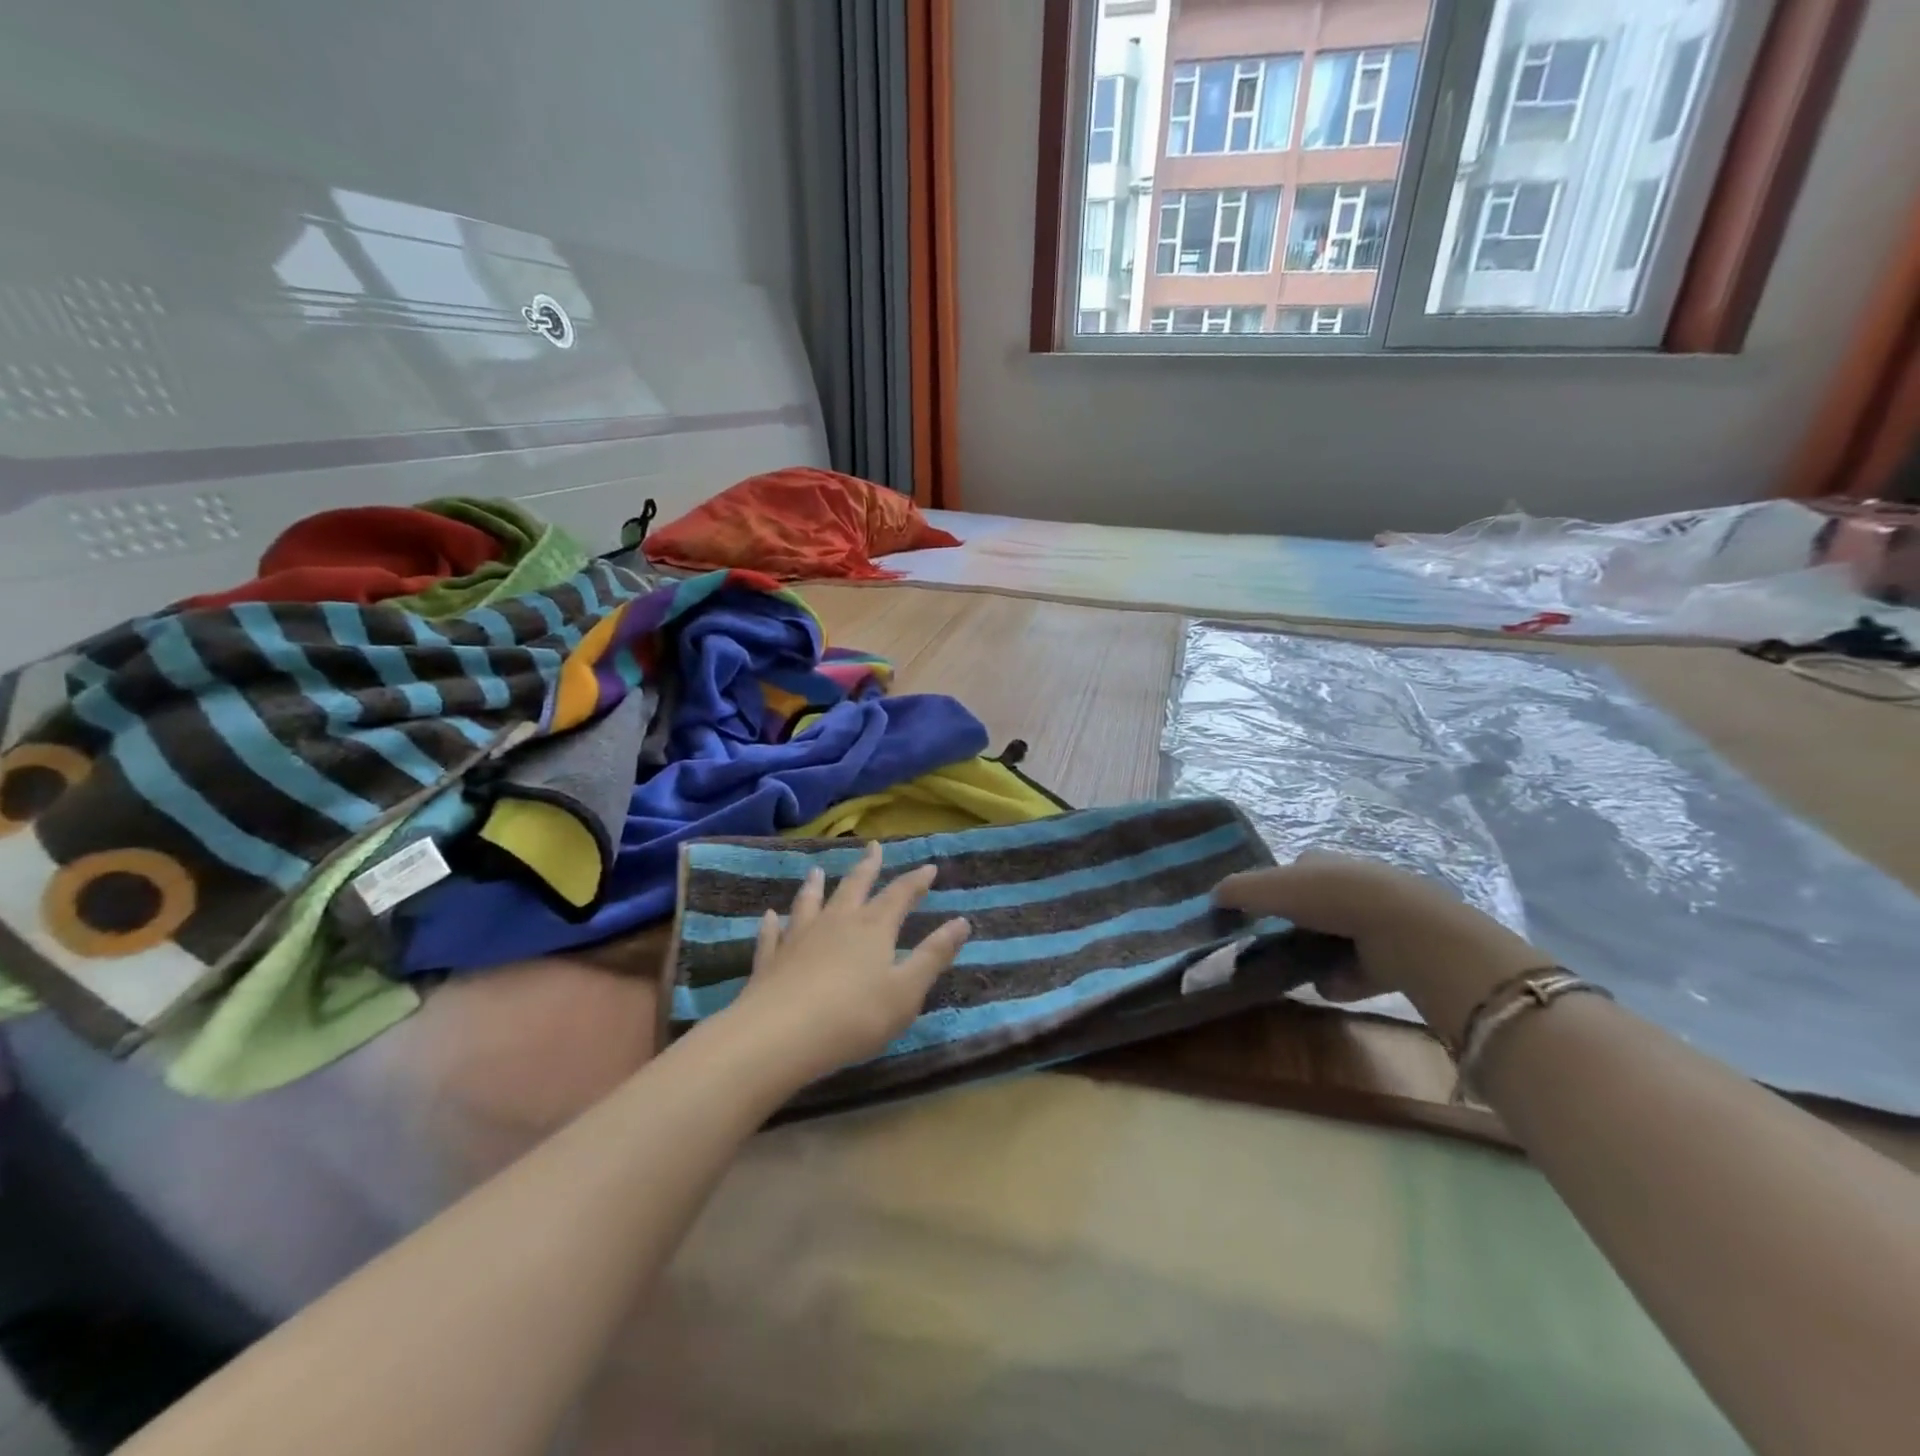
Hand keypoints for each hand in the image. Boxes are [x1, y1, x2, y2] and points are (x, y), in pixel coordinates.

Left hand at [720, 843, 970, 1087]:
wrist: (780, 1035)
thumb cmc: (855, 1016)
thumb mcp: (907, 991)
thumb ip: (933, 955)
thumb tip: (962, 922)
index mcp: (873, 928)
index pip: (899, 895)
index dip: (916, 881)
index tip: (929, 866)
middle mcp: (837, 922)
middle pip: (854, 886)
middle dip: (868, 866)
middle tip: (872, 846)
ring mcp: (799, 937)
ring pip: (810, 902)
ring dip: (816, 886)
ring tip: (817, 871)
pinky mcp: (770, 959)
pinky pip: (772, 934)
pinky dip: (772, 923)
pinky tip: (769, 916)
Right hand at [1214, 852, 1545, 1043]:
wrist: (1401, 930)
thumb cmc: (1329, 897)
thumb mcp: (1272, 888)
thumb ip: (1238, 890)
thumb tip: (1213, 895)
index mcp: (1323, 862)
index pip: (1295, 870)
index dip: (1275, 887)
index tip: (1256, 911)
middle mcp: (1350, 885)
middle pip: (1315, 903)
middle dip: (1297, 922)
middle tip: (1271, 944)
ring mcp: (1375, 920)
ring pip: (1337, 936)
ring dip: (1319, 953)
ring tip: (1295, 971)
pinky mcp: (1393, 955)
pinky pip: (1358, 970)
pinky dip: (1343, 979)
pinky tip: (1326, 987)